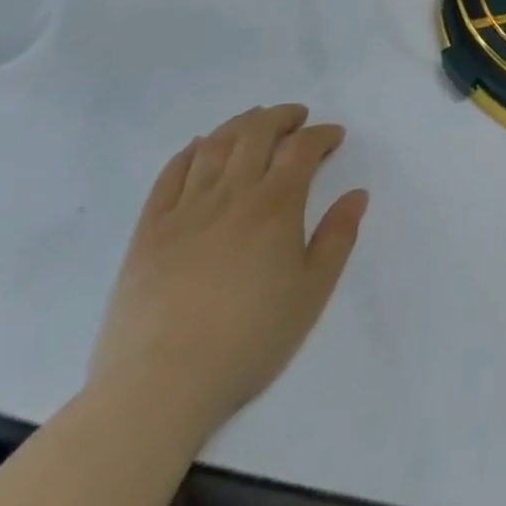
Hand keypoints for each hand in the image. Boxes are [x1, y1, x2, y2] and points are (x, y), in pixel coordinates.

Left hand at [87, 105, 367, 443]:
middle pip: (256, 134)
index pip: (302, 148)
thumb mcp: (312, 293)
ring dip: (239, 125)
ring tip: (254, 121)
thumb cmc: (248, 341)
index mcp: (275, 206)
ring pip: (214, 147)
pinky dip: (188, 153)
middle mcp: (231, 195)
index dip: (321, 134)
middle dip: (281, 117)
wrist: (159, 387)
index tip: (334, 136)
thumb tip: (357, 194)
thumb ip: (338, 238)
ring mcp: (185, 210)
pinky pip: (169, 176)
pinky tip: (199, 148)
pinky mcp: (148, 232)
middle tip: (297, 118)